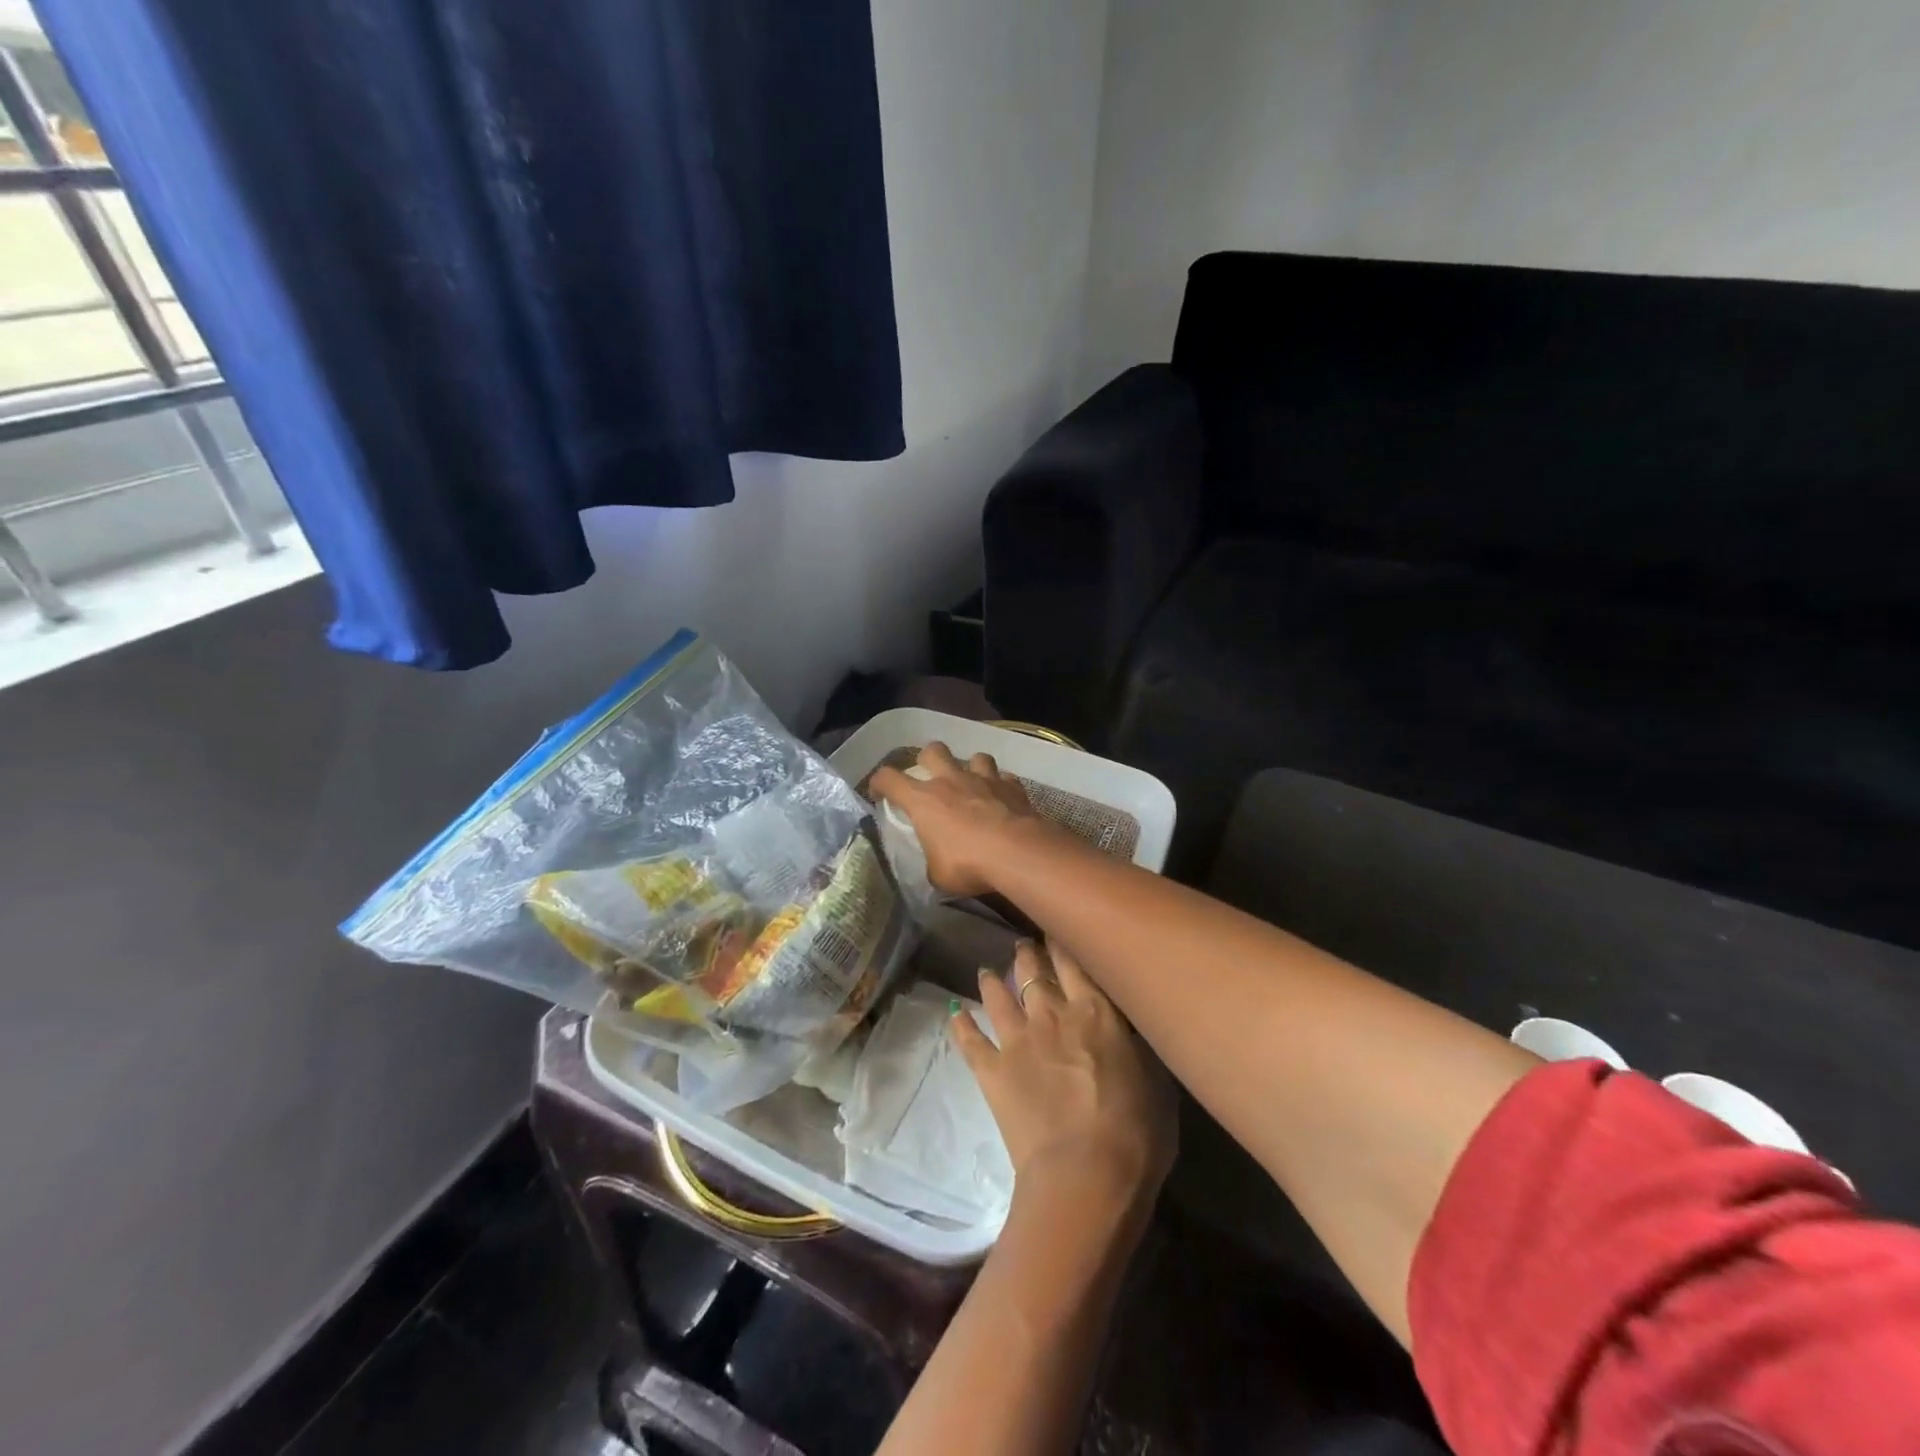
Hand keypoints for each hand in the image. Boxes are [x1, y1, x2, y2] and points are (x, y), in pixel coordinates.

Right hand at [871, 741, 1048, 897]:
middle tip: (931, 778)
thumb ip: (932, 861)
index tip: (880, 794)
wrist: (1017, 853)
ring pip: (975, 756)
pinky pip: (1004, 778)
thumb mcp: (938, 874)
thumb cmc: (967, 864)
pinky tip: (1003, 800)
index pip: (888, 778)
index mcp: (923, 800)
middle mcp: (951, 780)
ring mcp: (984, 779)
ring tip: (973, 785)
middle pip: (933, 750)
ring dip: (972, 768)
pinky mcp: (1012, 786)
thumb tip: (936, 863)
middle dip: (928, 759)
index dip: (880, 783)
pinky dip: (1001, 786)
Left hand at [953, 941, 1177, 1207]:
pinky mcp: (992, 1070)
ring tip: (985, 970)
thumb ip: (1135, 1045)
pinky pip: (970, 1040)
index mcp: (1096, 1012)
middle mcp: (1052, 1014)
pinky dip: (960, 1025)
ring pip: (999, 996)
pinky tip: (953, 1012)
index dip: (1062, 943)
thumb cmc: (1137, 1132)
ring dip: (992, 980)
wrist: (1086, 1173)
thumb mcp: (1156, 1081)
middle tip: (1022, 944)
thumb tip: (1127, 1028)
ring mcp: (1018, 1040)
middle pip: (1034, 972)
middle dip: (1027, 954)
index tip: (1054, 928)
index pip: (1074, 964)